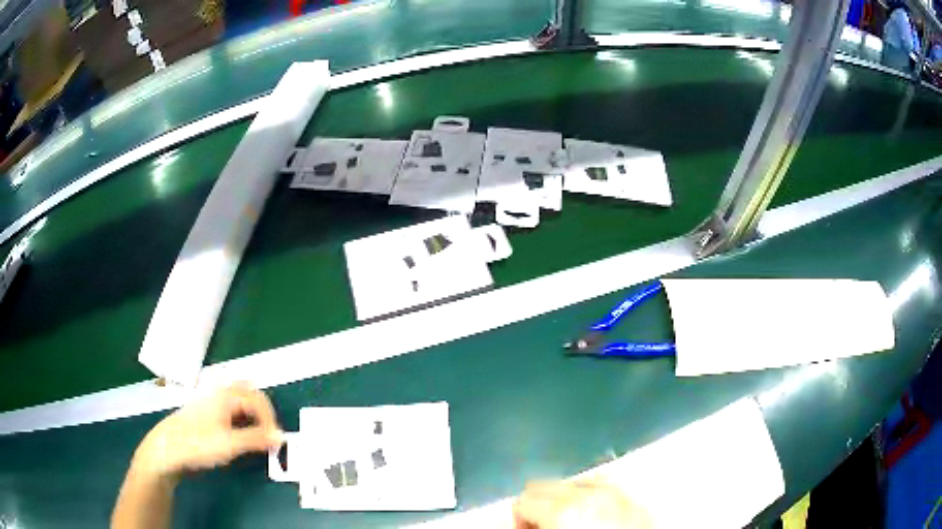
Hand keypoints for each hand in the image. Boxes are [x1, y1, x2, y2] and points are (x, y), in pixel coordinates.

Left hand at [131, 383, 282, 480]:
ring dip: (251, 414)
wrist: (168, 447)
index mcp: (226, 396)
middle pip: (248, 392)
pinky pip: (229, 407)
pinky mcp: (205, 413)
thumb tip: (281, 437)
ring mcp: (210, 401)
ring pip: (238, 399)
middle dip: (262, 410)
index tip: (274, 440)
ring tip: (257, 434)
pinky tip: (238, 434)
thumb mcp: (230, 444)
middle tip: (269, 431)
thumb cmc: (198, 443)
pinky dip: (241, 417)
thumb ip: (257, 440)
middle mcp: (219, 394)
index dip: (270, 419)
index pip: (258, 400)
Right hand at [513, 479, 651, 528]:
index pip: (522, 501)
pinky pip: (605, 486)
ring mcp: (616, 493)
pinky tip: (597, 516)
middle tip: (545, 527)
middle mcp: (589, 494)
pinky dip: (595, 497)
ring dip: (567, 499)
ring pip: (575, 482)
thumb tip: (518, 524)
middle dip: (540, 506)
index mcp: (563, 511)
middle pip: (544, 485)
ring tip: (573, 523)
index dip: (520, 519)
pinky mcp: (635, 498)